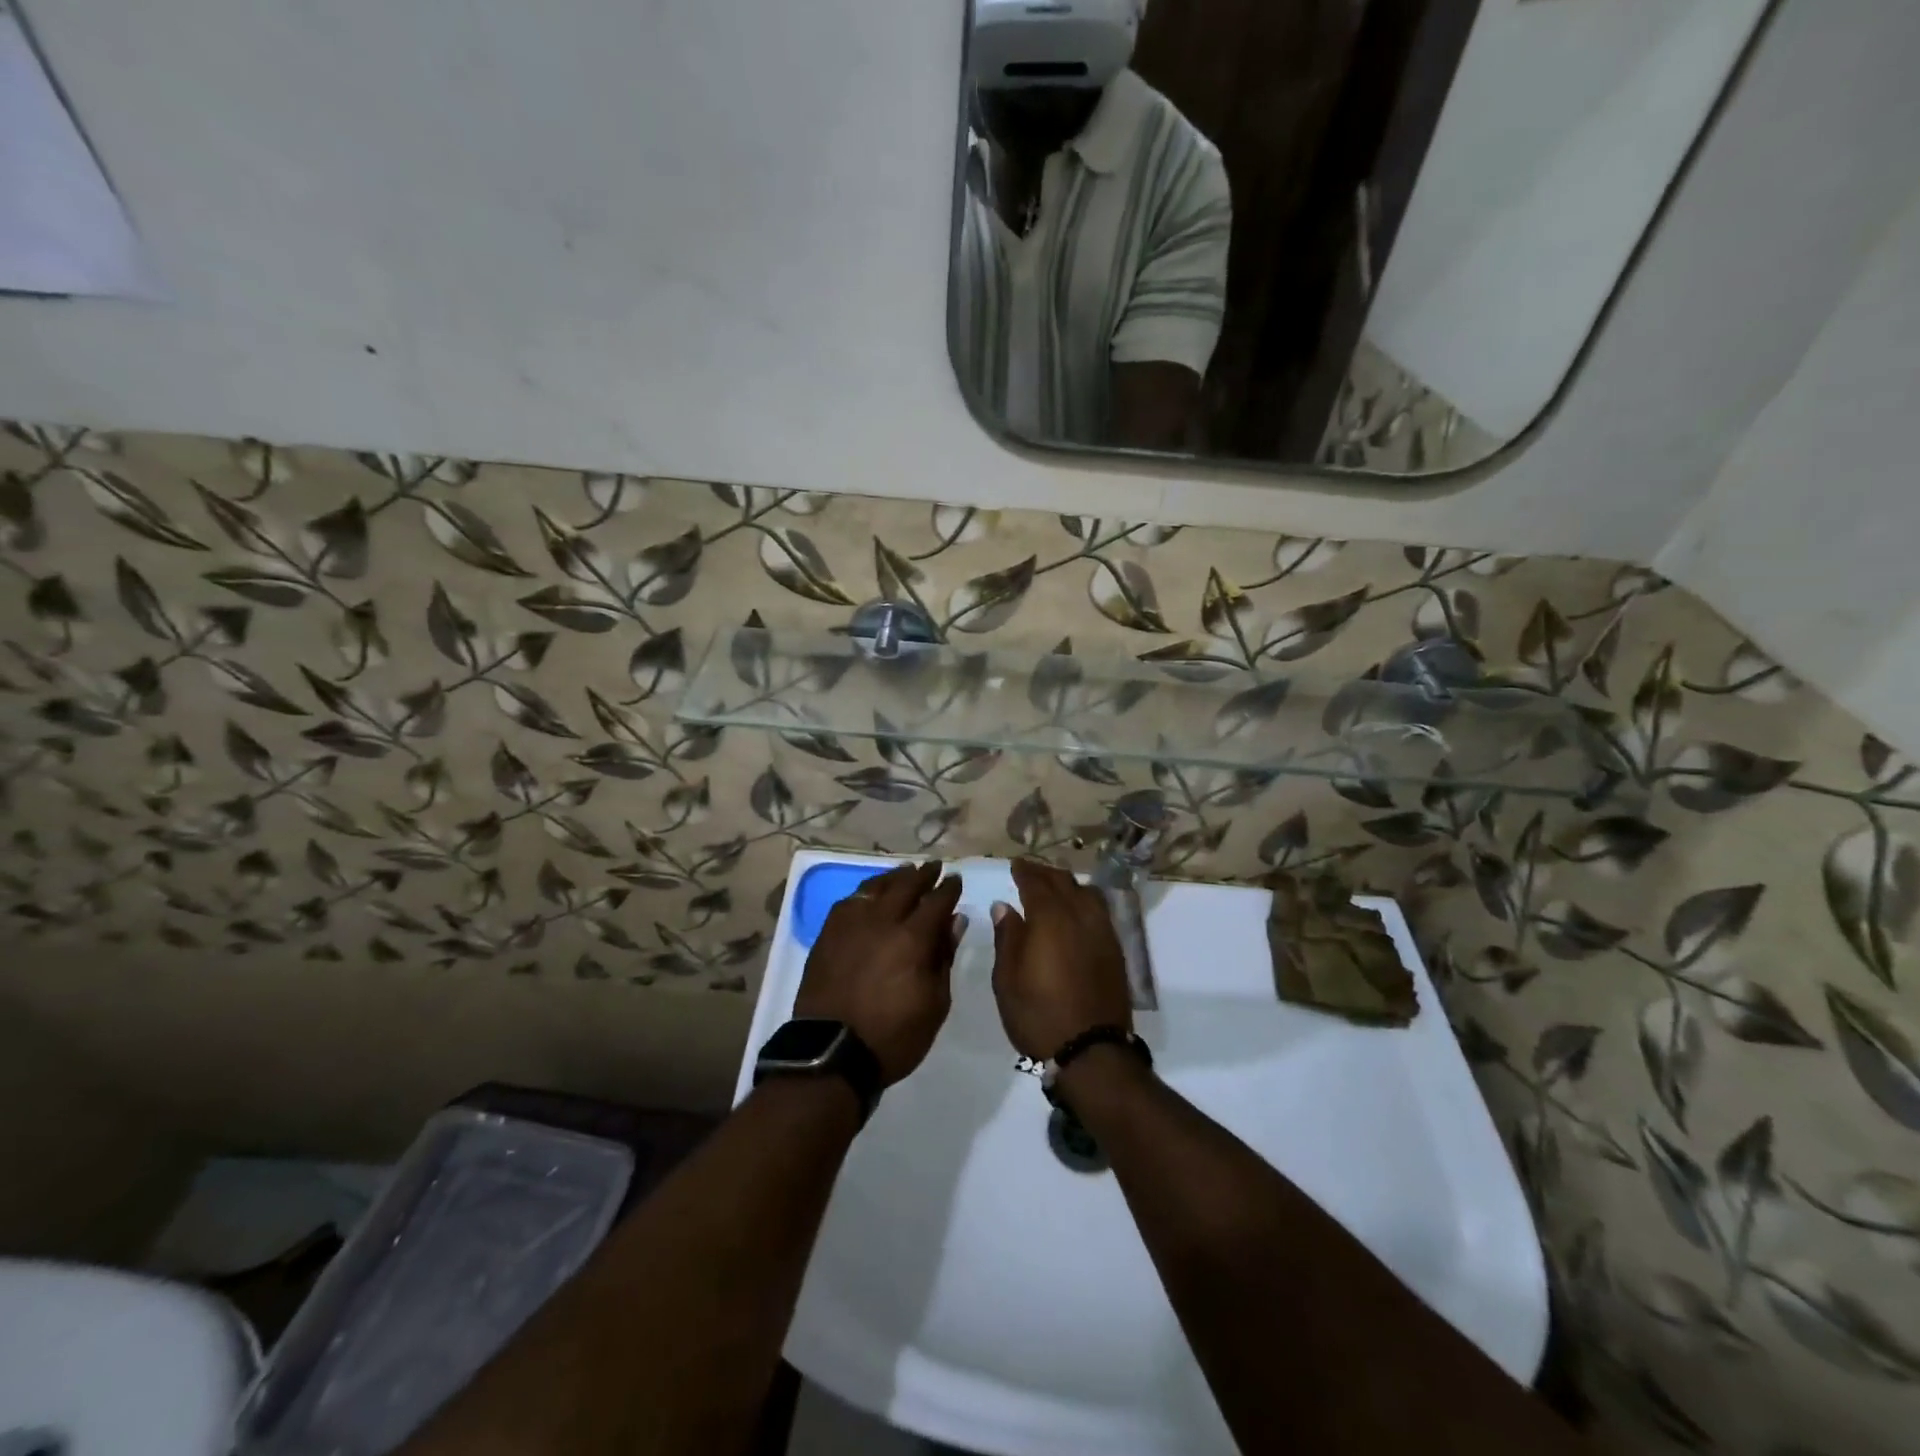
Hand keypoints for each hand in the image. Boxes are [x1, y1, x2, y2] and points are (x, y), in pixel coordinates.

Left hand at [794, 860, 965, 1085]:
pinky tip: (871, 892)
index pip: (936, 902)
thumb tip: (954, 921)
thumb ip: (944, 957)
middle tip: (934, 867)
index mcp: (912, 939)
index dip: (948, 889)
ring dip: (894, 877)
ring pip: (876, 887)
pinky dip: (866, 891)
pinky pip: (850, 901)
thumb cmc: (893, 1036)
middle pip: (906, 886)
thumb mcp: (935, 1004)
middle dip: (923, 874)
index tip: (956, 880)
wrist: (831, 1053)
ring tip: (905, 871)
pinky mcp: (828, 934)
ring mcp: (851, 925)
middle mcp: (882, 922)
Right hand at [991, 857, 1131, 1060]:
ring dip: (1069, 885)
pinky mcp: (1116, 950)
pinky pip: (1100, 912)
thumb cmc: (1038, 1014)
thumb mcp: (1007, 979)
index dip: (1025, 871)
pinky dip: (1085, 902)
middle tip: (1030, 871)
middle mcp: (1079, 917)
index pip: (1036, 883)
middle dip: (1046, 873)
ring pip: (1087, 893)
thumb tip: (1005, 906)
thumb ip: (1007, 937)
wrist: (1091, 1051)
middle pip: (1064, 883)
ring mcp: (1102, 932)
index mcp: (1049, 919)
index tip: (1015, 864)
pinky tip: (1078, 912)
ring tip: (1056, 888)